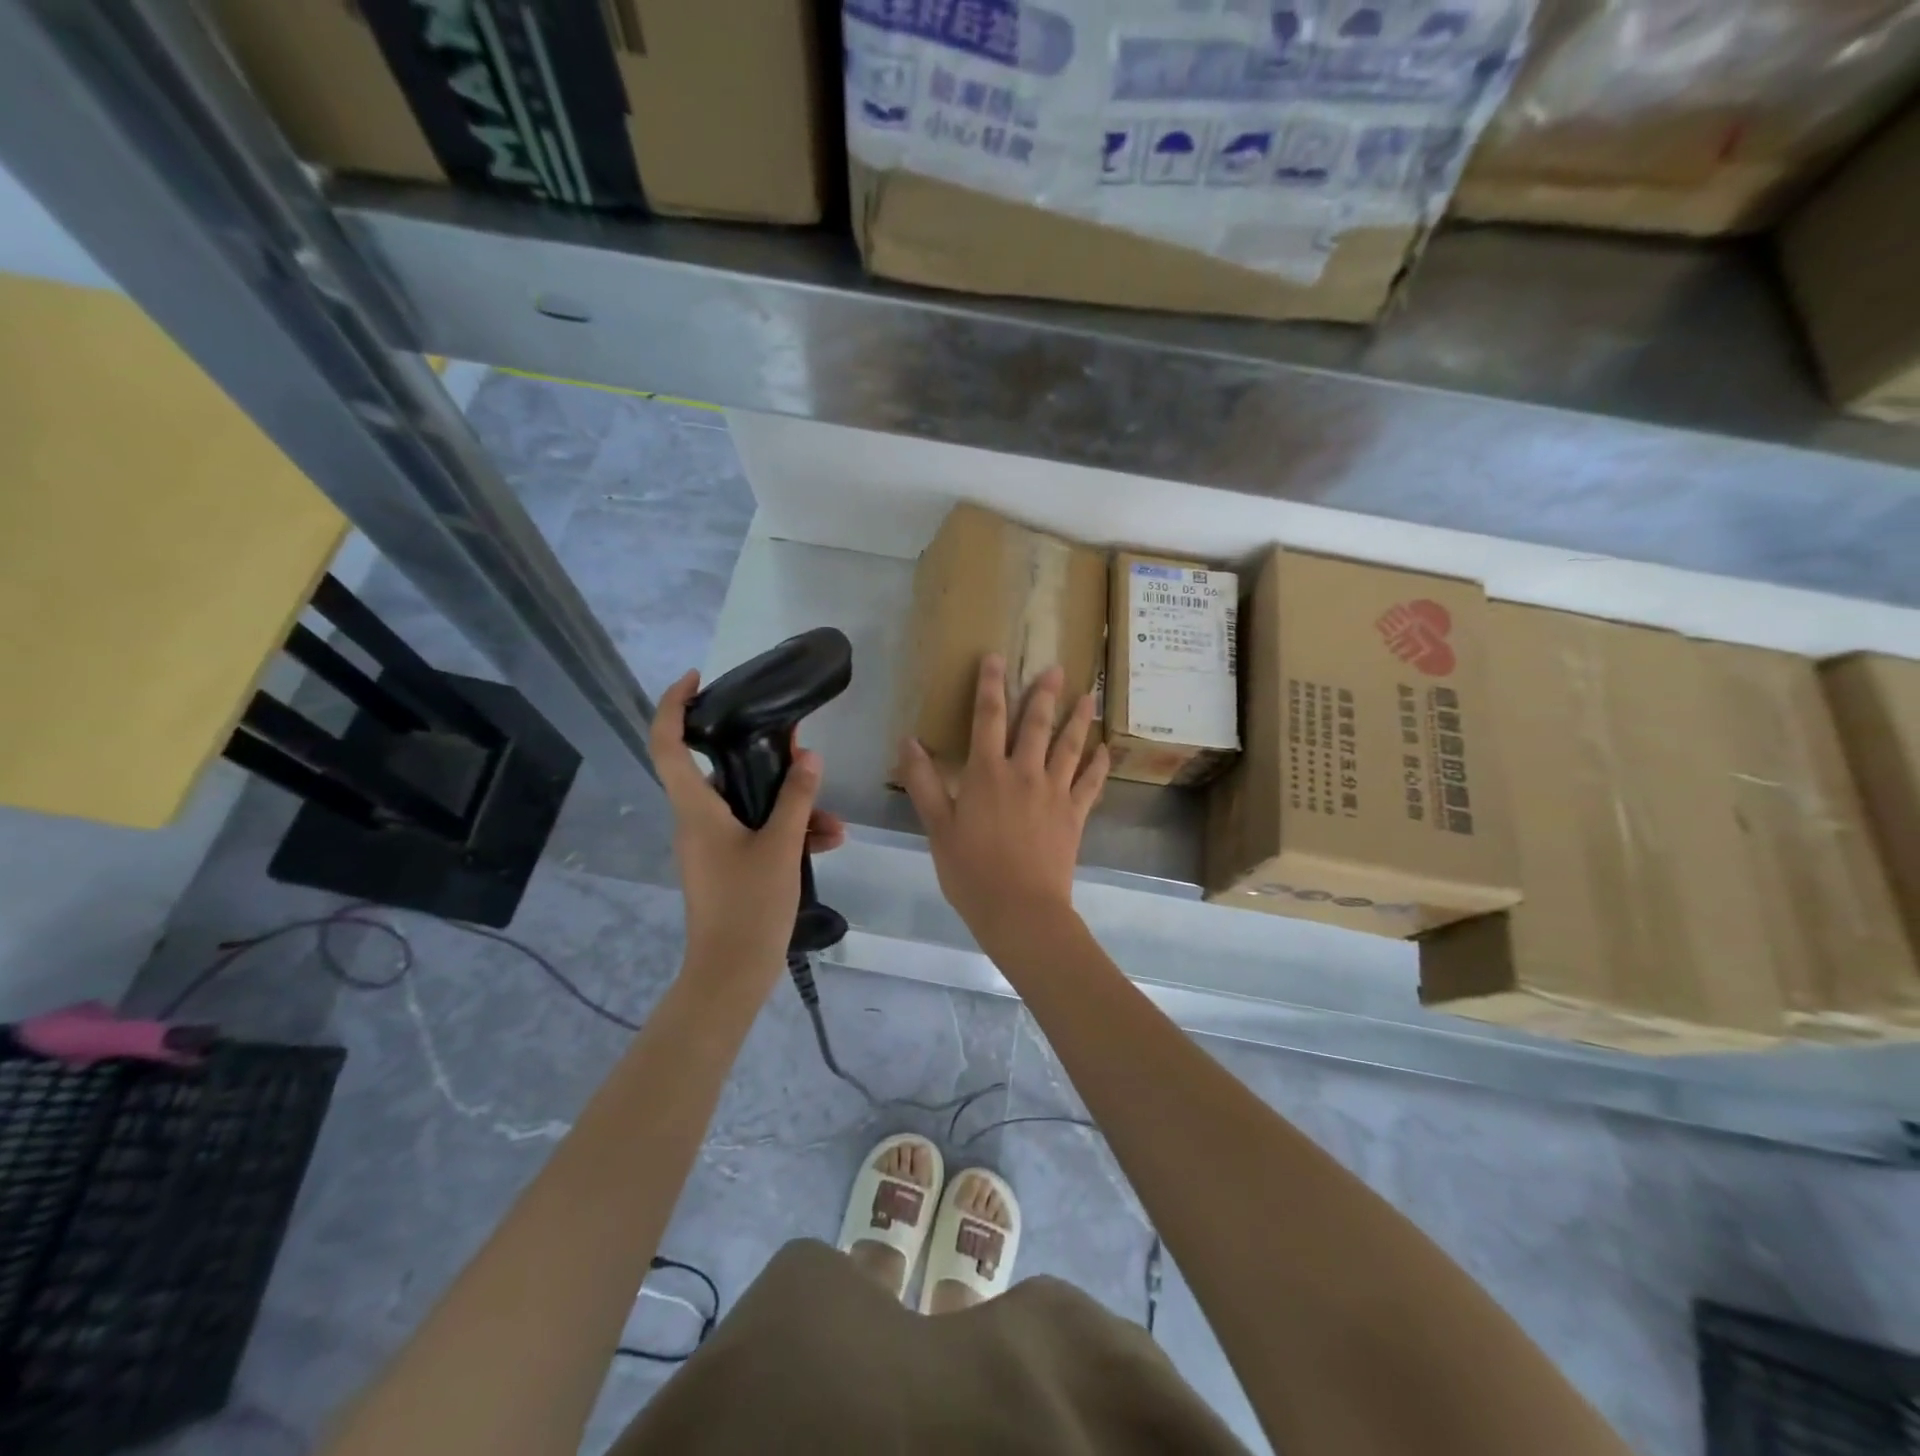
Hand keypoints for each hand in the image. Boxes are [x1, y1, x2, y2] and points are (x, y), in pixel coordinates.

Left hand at [651, 670, 845, 983]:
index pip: (667, 743)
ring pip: (748, 807)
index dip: (674, 704)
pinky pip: (756, 834)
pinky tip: (828, 842)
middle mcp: (696, 821)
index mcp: (695, 809)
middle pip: (721, 772)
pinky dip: (788, 833)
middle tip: (799, 750)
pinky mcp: (727, 865)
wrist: (731, 975)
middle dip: (765, 761)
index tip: (698, 679)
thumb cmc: (749, 906)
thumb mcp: (781, 847)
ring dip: (791, 807)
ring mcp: (711, 845)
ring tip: (834, 823)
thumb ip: (795, 798)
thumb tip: (807, 756)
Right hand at [898, 654, 1106, 948]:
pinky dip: (1098, 764)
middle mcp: (1024, 772)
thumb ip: (923, 782)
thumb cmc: (971, 871)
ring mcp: (1054, 792)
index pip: (987, 717)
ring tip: (1088, 696)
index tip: (995, 657)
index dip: (990, 685)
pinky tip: (1105, 749)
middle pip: (1036, 724)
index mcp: (987, 772)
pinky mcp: (1075, 815)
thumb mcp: (937, 827)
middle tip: (1057, 667)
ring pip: (1069, 746)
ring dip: (1078, 719)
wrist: (1020, 909)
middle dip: (1044, 693)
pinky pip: (1091, 783)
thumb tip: (908, 741)